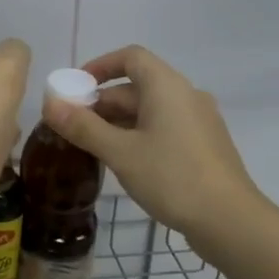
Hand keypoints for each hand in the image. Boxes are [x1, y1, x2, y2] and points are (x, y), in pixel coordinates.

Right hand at [42, 45, 263, 241]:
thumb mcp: (120, 152)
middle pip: (137, 86)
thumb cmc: (172, 177)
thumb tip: (49, 104)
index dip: (99, 66)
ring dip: (117, 121)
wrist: (229, 220)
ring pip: (149, 110)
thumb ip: (83, 126)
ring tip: (91, 146)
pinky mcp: (203, 145)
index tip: (74, 88)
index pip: (130, 57)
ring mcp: (198, 121)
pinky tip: (123, 162)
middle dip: (101, 102)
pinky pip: (163, 127)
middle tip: (72, 127)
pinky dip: (138, 135)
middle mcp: (185, 95)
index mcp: (167, 87)